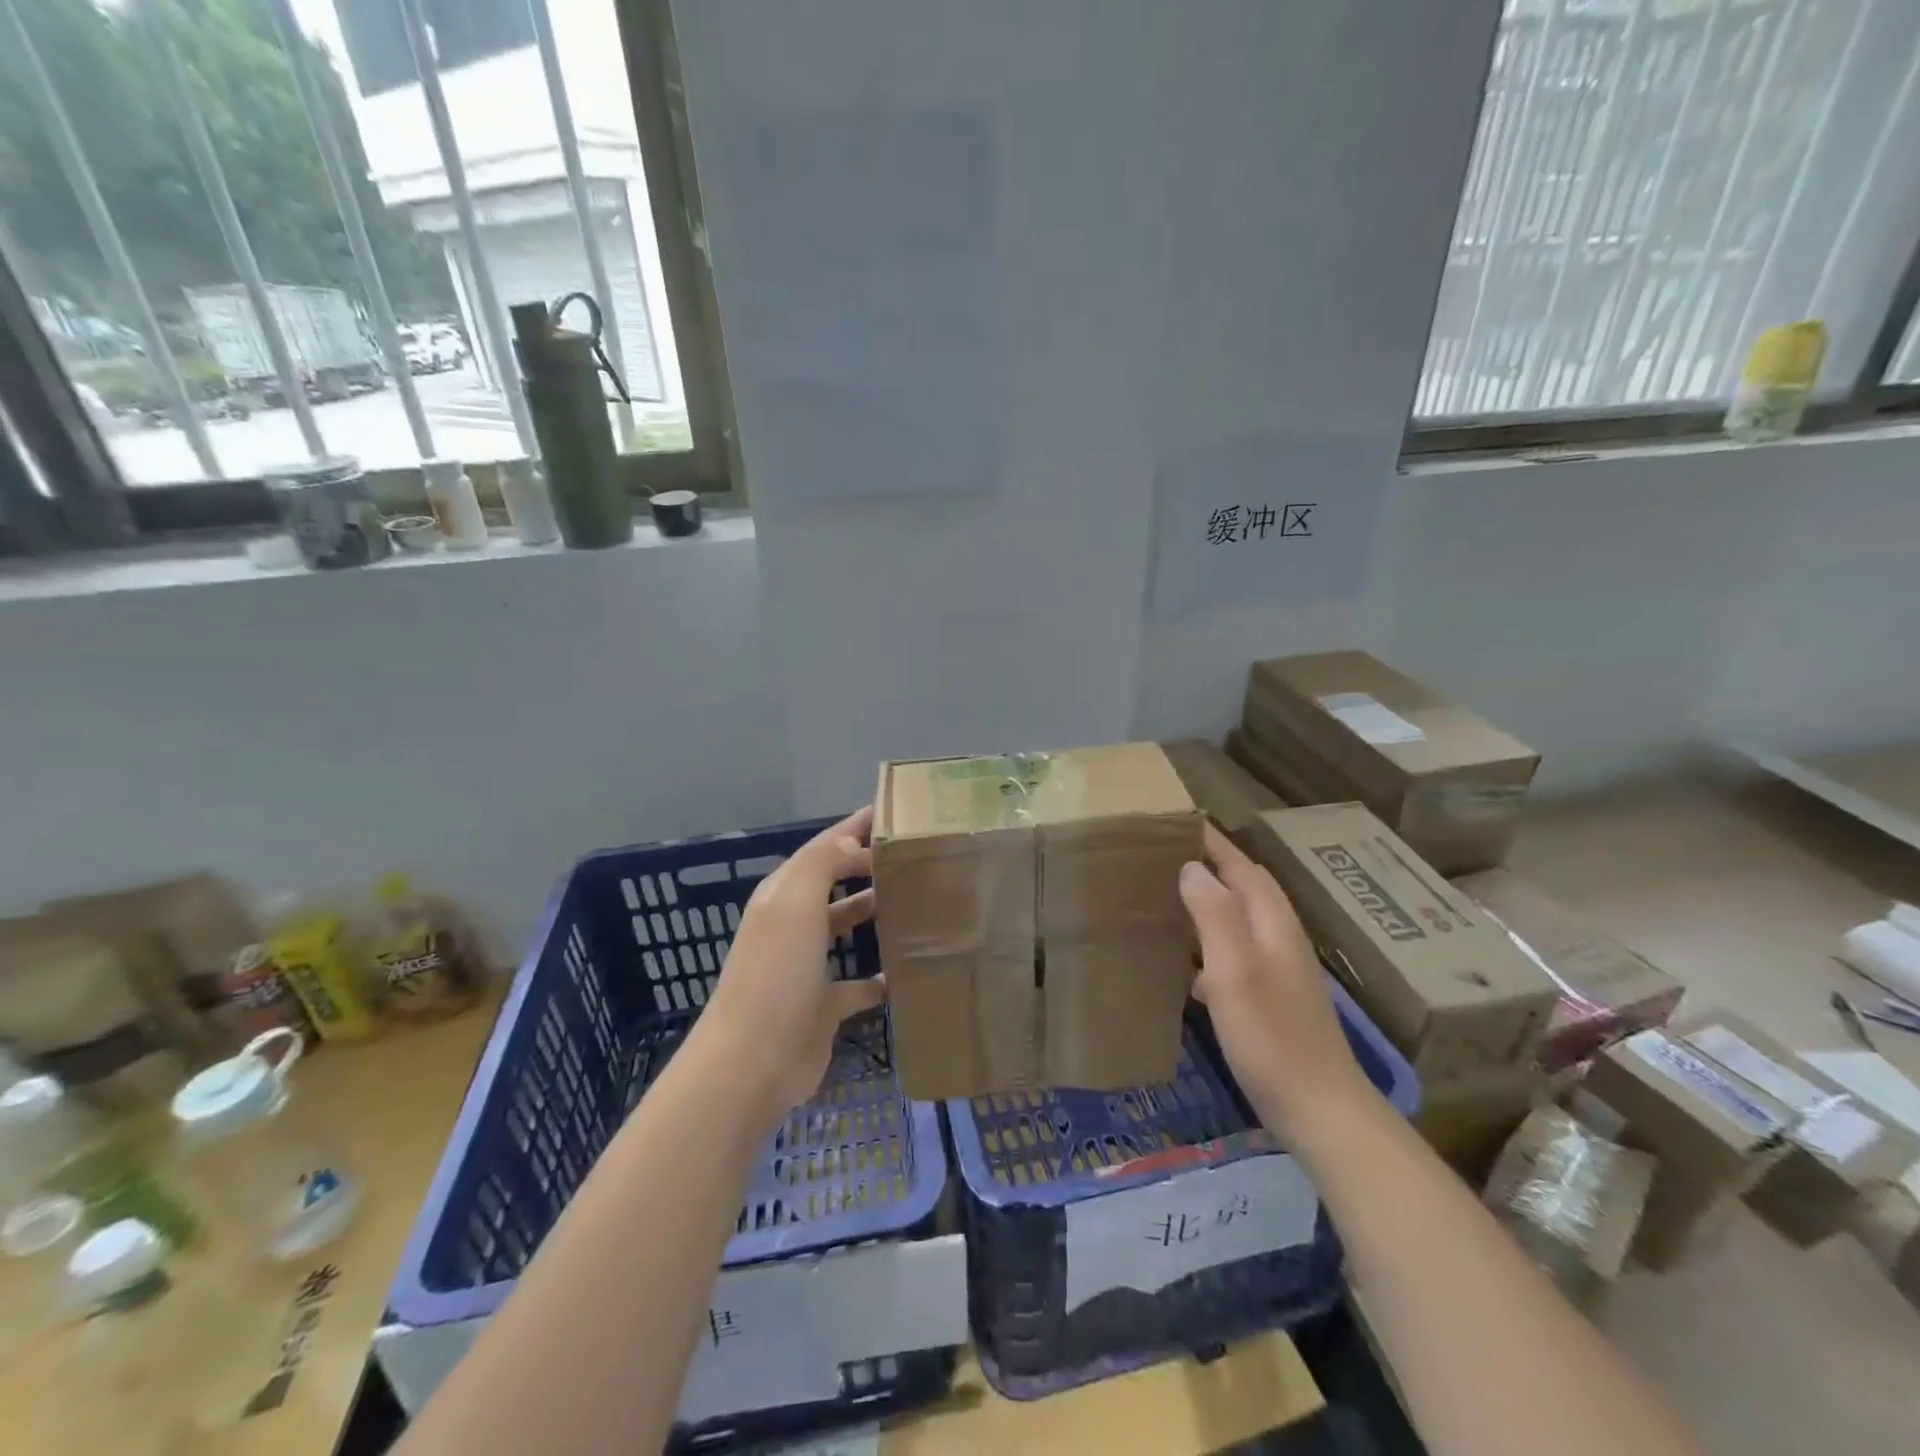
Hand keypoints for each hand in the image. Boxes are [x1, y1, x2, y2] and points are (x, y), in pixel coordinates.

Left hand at [700, 806, 886, 1115]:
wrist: (753, 1061)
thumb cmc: (776, 973)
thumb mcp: (795, 905)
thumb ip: (823, 864)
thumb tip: (852, 843)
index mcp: (783, 896)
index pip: (822, 849)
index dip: (851, 828)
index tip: (888, 812)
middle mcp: (794, 925)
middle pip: (834, 884)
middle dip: (866, 866)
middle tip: (912, 855)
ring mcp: (807, 967)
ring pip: (845, 927)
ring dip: (873, 913)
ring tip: (915, 901)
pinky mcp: (824, 1006)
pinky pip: (859, 983)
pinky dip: (880, 976)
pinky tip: (907, 970)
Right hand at [1179, 823, 1372, 1140]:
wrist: (1319, 1109)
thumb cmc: (1271, 1035)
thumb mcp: (1233, 970)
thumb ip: (1213, 915)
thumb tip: (1193, 867)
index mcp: (1273, 923)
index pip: (1242, 867)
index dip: (1213, 843)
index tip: (1178, 822)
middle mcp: (1280, 938)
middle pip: (1246, 889)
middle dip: (1212, 867)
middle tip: (1166, 855)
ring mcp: (1281, 970)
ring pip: (1240, 921)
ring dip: (1209, 905)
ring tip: (1169, 901)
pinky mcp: (1274, 999)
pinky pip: (1236, 954)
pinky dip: (1211, 947)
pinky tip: (1188, 969)